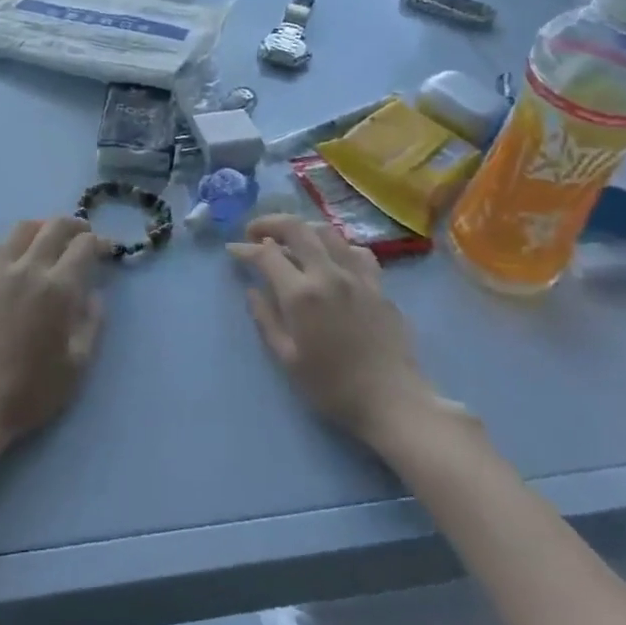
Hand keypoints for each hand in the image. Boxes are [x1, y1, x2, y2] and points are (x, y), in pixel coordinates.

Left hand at [0, 217, 106, 448]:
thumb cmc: (31, 391)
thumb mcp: (78, 365)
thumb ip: (92, 323)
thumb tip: (96, 294)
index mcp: (57, 289)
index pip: (84, 245)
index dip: (100, 242)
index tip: (107, 250)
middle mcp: (28, 269)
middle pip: (54, 226)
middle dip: (75, 226)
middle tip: (84, 236)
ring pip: (23, 228)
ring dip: (43, 227)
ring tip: (50, 239)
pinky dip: (13, 242)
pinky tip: (17, 255)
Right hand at [229, 215, 434, 448]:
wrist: (392, 401)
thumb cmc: (332, 387)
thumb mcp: (287, 359)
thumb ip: (266, 319)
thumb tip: (253, 290)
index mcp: (301, 294)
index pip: (266, 254)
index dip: (245, 249)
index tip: (233, 250)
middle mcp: (328, 274)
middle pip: (296, 228)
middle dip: (270, 223)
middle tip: (255, 232)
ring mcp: (357, 276)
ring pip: (327, 232)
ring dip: (303, 230)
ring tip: (291, 241)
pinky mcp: (378, 285)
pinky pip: (356, 251)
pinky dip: (338, 247)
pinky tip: (333, 259)